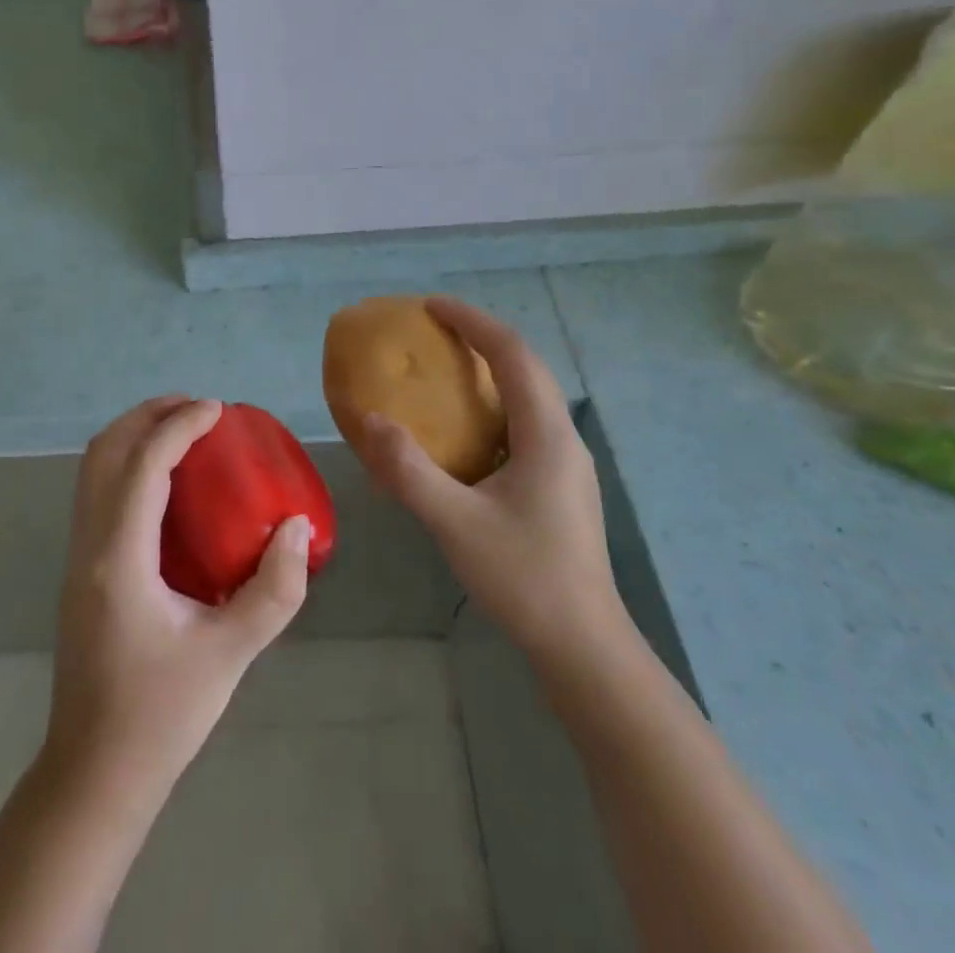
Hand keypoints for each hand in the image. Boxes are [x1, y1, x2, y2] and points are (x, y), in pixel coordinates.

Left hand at [45, 397, 311, 798]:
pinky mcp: (81, 569)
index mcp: (119, 558)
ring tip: (183, 431)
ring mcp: (77, 556)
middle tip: (198, 409)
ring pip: (94, 469)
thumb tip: (299, 528)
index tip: (219, 410)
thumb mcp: (229, 654)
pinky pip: (98, 492)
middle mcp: (88, 545)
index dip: (180, 425)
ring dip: (134, 435)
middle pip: (105, 451)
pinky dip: (128, 464)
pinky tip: (169, 484)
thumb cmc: (161, 715)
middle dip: (148, 415)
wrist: (94, 774)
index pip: (144, 465)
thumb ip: (274, 590)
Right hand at [358, 298, 632, 692]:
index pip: (512, 355)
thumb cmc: (524, 579)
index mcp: (546, 435)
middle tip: (434, 330)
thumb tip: (369, 420)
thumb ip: (409, 470)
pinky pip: (524, 425)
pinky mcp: (560, 486)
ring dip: (490, 371)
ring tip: (446, 369)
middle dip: (481, 339)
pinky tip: (464, 432)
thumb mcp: (455, 523)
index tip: (431, 306)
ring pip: (528, 396)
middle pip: (526, 368)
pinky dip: (493, 406)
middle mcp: (562, 439)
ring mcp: (566, 464)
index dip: (472, 322)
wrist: (584, 648)